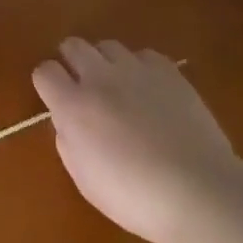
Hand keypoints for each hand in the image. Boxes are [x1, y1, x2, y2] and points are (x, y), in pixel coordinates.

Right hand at [33, 38, 235, 242]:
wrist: (198, 191)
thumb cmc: (134, 196)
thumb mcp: (84, 179)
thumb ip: (68, 141)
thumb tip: (67, 121)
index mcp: (73, 106)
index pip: (44, 71)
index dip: (47, 83)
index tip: (55, 98)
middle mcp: (99, 78)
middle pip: (73, 45)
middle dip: (71, 61)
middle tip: (83, 87)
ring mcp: (136, 70)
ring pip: (108, 45)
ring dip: (106, 62)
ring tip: (118, 87)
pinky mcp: (168, 72)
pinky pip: (144, 55)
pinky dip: (141, 68)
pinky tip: (150, 91)